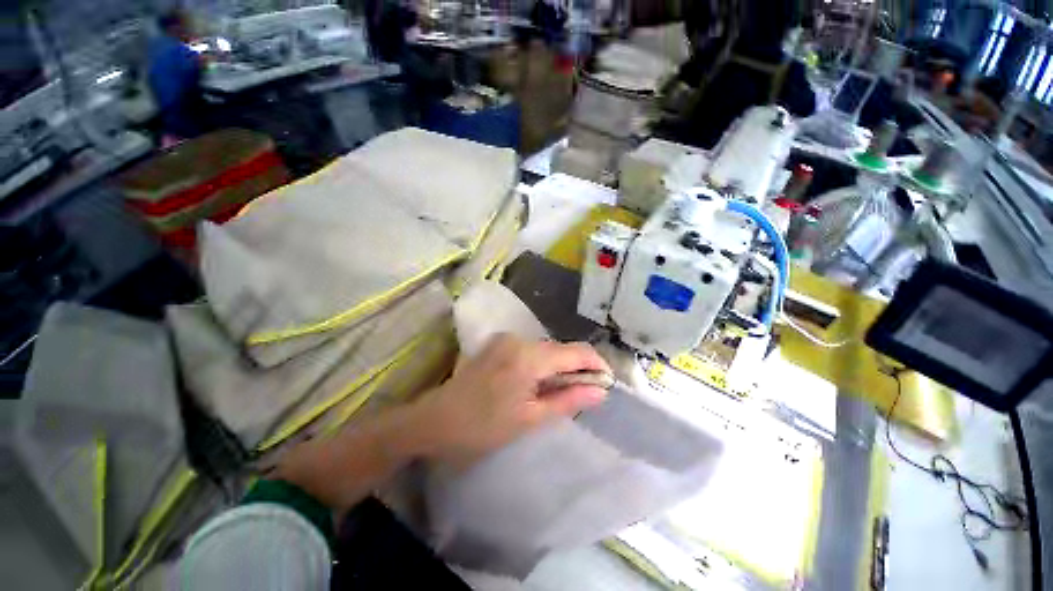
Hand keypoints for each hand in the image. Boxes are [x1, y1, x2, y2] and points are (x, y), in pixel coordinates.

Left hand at [408, 334, 610, 461]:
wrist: (434, 420)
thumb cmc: (482, 427)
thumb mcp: (530, 419)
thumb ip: (568, 400)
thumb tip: (600, 391)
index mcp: (529, 357)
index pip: (576, 351)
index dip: (596, 365)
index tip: (606, 383)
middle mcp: (519, 339)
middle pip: (561, 349)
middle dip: (576, 369)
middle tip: (582, 395)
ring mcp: (505, 339)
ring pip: (545, 350)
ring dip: (557, 368)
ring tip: (556, 394)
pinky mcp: (497, 344)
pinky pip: (529, 351)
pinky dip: (540, 365)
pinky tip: (534, 385)